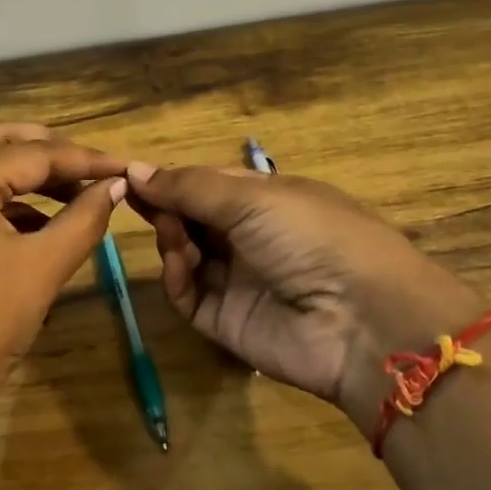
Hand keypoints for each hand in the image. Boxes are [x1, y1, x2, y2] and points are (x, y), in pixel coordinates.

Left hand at [0, 122, 128, 421]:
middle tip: (91, 166)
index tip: (124, 166)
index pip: (33, 154)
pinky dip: (10, 202)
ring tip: (75, 194)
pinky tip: (43, 225)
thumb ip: (85, 218)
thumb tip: (115, 185)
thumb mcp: (44, 266)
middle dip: (48, 148)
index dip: (84, 159)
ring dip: (28, 175)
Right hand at [126, 162, 489, 437]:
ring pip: (185, 254)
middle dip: (165, 206)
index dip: (171, 178)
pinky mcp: (226, 321)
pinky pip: (187, 294)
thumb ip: (189, 186)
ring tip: (170, 230)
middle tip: (135, 197)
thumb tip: (134, 168)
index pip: (207, 184)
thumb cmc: (311, 235)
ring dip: (171, 237)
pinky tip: (180, 261)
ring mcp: (238, 281)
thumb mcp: (252, 197)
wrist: (361, 319)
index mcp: (267, 200)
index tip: (129, 172)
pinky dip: (177, 275)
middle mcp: (251, 238)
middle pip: (192, 218)